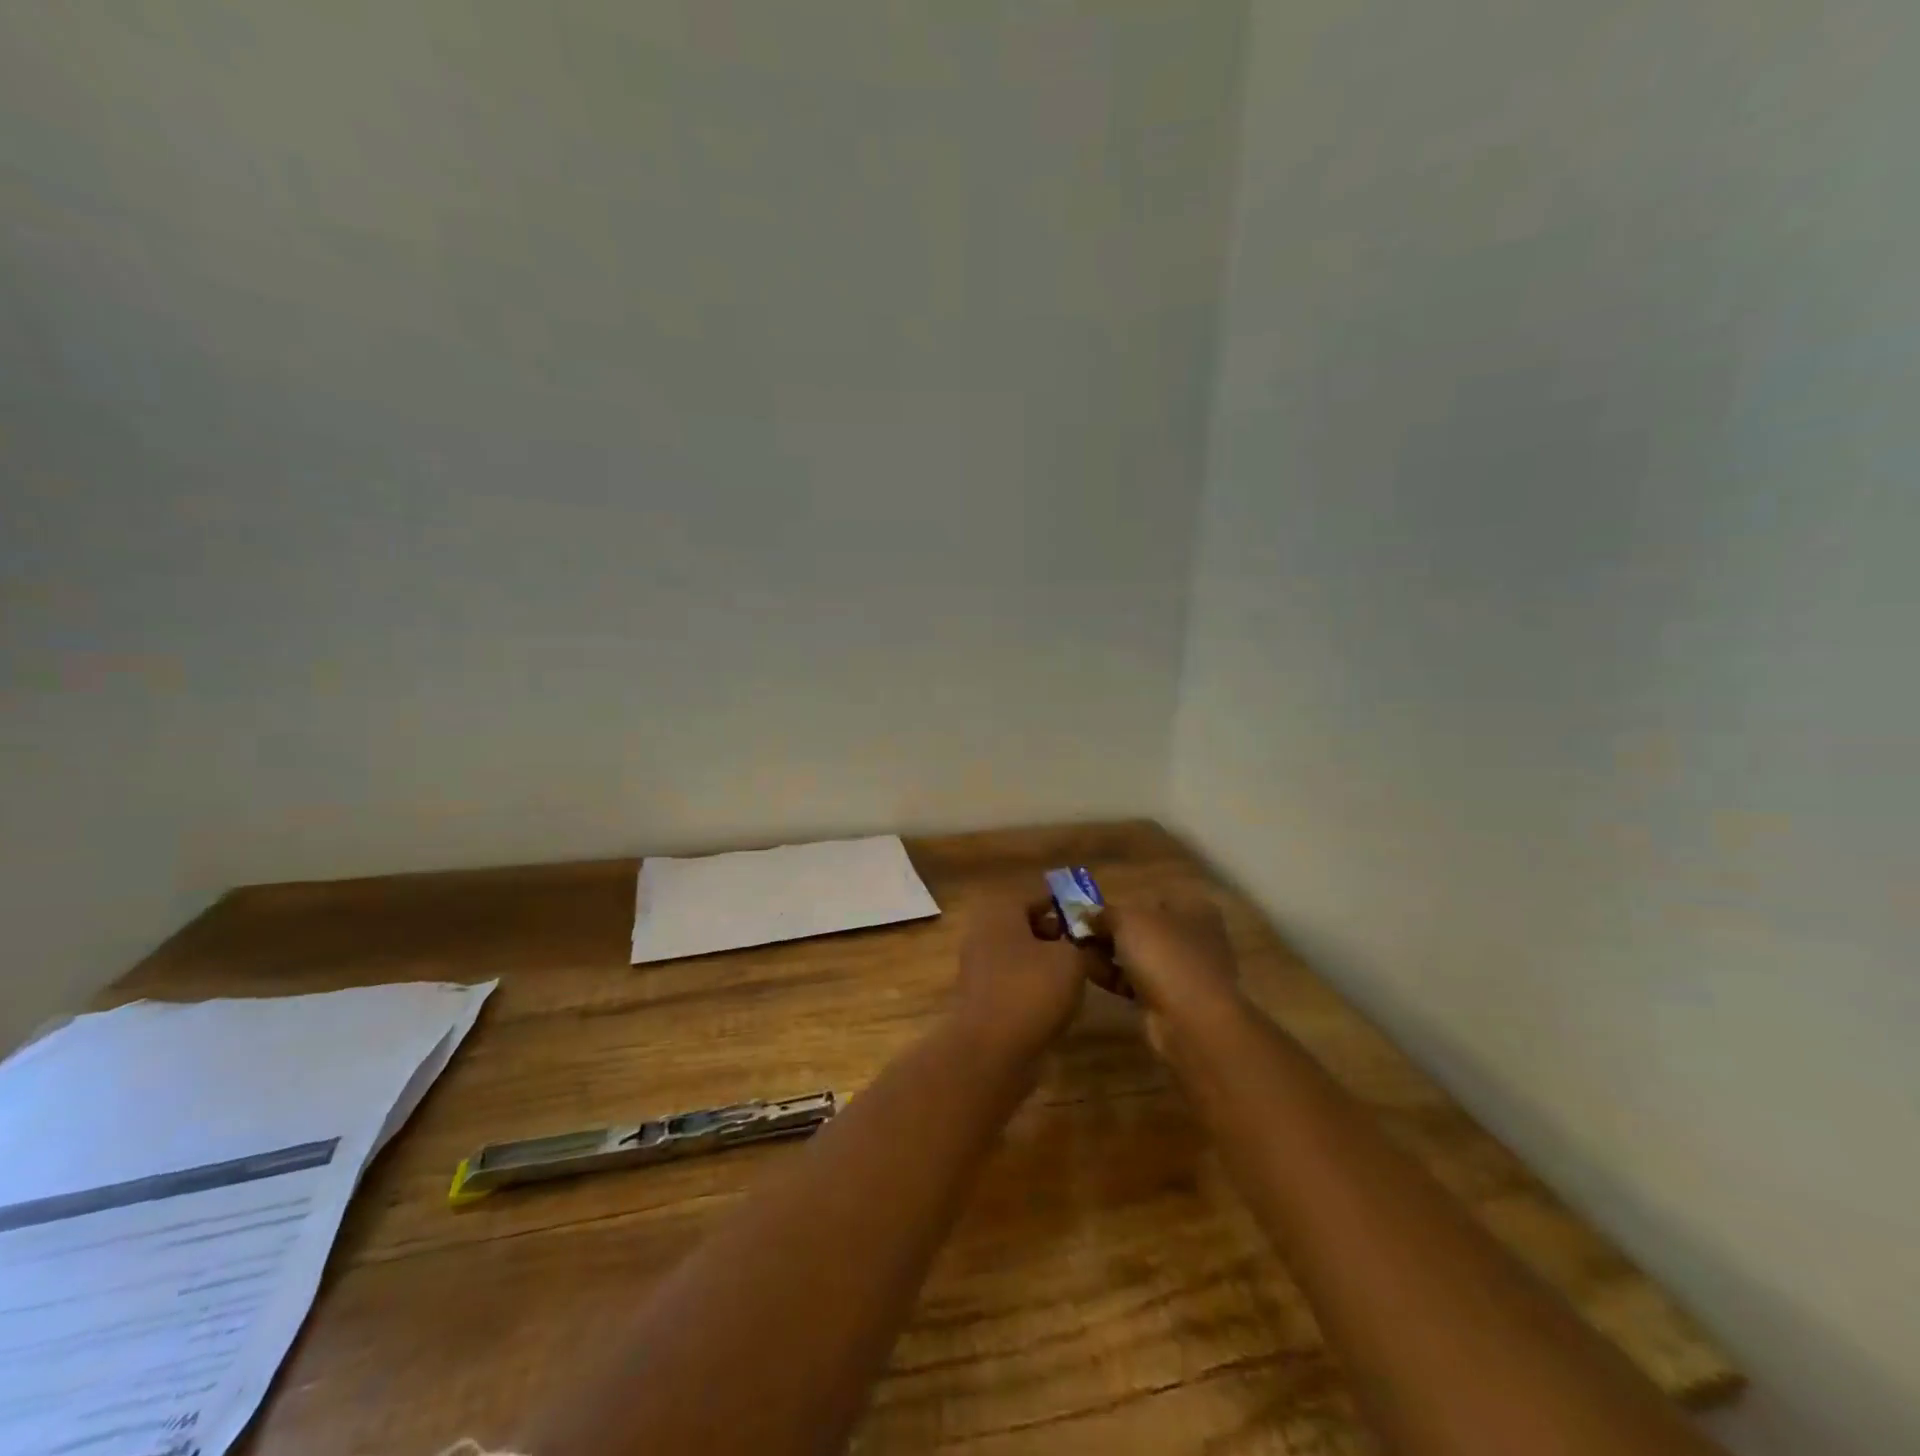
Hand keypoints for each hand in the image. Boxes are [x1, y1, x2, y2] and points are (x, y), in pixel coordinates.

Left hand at [951, 900, 1091, 1062]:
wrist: (990, 1051)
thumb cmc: (1031, 990)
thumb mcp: (1072, 960)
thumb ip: (1082, 944)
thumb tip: (1086, 943)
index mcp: (1000, 912)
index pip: (1037, 896)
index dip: (1067, 906)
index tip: (1093, 920)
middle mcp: (984, 933)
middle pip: (1027, 925)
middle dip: (1058, 935)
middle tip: (1088, 948)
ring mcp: (978, 967)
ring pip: (1021, 955)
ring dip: (1048, 963)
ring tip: (1079, 976)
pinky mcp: (982, 998)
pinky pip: (1014, 981)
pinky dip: (1034, 987)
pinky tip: (1058, 1002)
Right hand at [1085, 900, 1242, 1052]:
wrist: (1190, 1022)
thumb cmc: (1164, 955)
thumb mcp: (1127, 920)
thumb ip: (1105, 913)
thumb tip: (1087, 915)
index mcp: (1194, 908)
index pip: (1151, 898)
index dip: (1121, 903)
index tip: (1091, 912)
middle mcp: (1195, 937)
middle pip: (1144, 929)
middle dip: (1111, 932)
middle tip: (1081, 934)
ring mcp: (1186, 971)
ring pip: (1140, 957)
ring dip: (1110, 955)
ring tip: (1079, 954)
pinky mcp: (1174, 1001)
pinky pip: (1138, 982)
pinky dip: (1117, 978)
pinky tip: (1091, 975)